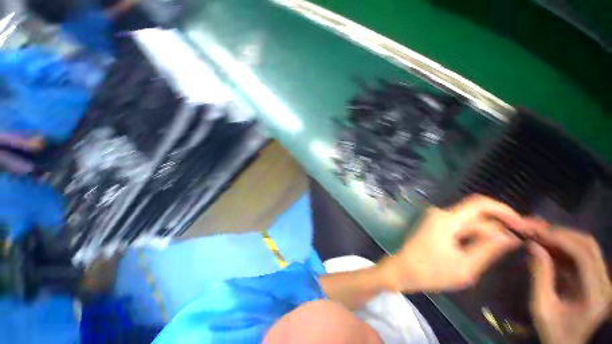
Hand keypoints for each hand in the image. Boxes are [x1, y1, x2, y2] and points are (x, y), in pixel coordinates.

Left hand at [379, 195, 545, 291]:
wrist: (403, 270)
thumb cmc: (431, 271)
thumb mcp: (465, 266)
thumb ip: (488, 249)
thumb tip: (511, 236)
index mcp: (447, 219)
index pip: (480, 203)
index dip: (504, 211)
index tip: (522, 225)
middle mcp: (441, 214)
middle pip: (477, 214)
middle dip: (499, 225)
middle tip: (521, 240)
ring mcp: (437, 219)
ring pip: (470, 222)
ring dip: (488, 233)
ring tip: (507, 248)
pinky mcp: (436, 226)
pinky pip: (461, 227)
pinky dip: (476, 235)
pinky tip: (488, 248)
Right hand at [529, 229, 611, 343]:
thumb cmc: (553, 331)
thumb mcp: (542, 306)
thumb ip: (540, 276)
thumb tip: (532, 245)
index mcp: (595, 293)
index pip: (583, 255)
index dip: (560, 239)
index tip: (536, 231)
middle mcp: (604, 283)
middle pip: (588, 246)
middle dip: (561, 234)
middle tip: (536, 229)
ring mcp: (602, 280)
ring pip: (586, 247)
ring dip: (562, 238)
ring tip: (539, 234)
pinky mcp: (595, 279)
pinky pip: (581, 256)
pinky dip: (563, 248)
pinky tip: (547, 246)